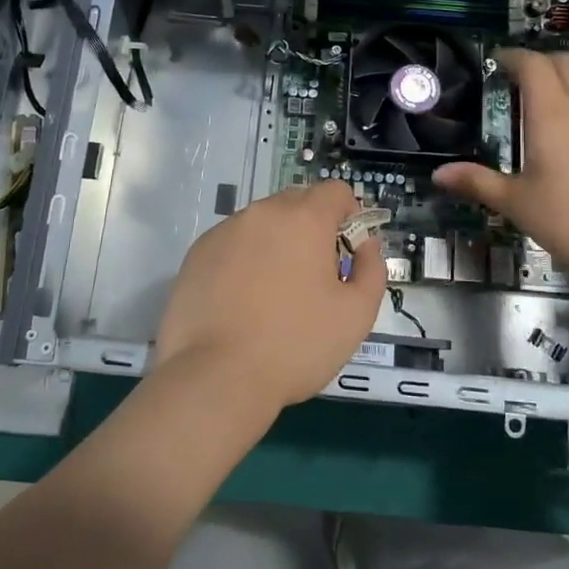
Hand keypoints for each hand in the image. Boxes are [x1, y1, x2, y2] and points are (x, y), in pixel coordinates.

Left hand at [152, 180, 385, 411]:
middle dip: (312, 228)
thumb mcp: (356, 315)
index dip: (349, 215)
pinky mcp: (197, 254)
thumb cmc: (295, 345)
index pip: (335, 191)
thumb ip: (371, 269)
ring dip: (276, 244)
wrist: (217, 377)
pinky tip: (241, 301)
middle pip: (297, 203)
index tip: (347, 251)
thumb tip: (365, 244)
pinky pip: (232, 244)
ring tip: (274, 294)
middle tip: (314, 277)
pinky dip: (244, 260)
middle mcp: (262, 213)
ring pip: (262, 224)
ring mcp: (224, 231)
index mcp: (304, 219)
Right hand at [433, 48, 568, 295]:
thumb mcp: (518, 205)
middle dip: (541, 62)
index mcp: (552, 115)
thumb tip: (438, 174)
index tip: (497, 60)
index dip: (514, 56)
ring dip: (567, 82)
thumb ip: (478, 183)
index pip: (534, 65)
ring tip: (547, 104)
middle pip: (566, 64)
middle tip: (519, 78)